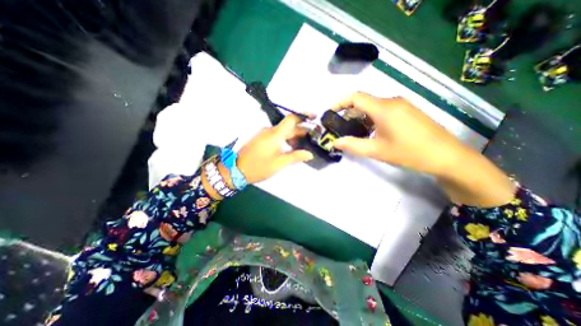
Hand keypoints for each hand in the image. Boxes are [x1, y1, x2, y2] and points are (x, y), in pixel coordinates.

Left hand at [237, 113, 315, 183]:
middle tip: (313, 137)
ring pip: (283, 131)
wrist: (236, 169)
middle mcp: (269, 131)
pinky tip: (291, 147)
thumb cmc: (258, 167)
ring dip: (294, 135)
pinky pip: (276, 135)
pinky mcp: (261, 139)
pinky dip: (286, 139)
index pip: (291, 119)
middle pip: (288, 126)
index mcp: (275, 134)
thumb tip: (309, 154)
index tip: (314, 118)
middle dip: (301, 130)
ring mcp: (264, 134)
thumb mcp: (279, 164)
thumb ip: (295, 157)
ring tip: (304, 144)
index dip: (303, 116)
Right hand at [333, 93, 465, 176]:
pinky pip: (383, 110)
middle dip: (349, 112)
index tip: (330, 112)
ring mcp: (402, 105)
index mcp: (383, 108)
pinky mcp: (407, 110)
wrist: (446, 156)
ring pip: (373, 106)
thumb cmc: (409, 152)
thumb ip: (353, 145)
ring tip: (354, 131)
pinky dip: (371, 117)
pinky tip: (371, 131)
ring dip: (360, 116)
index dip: (340, 102)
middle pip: (364, 101)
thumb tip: (335, 142)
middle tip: (340, 126)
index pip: (356, 97)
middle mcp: (392, 101)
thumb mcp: (377, 150)